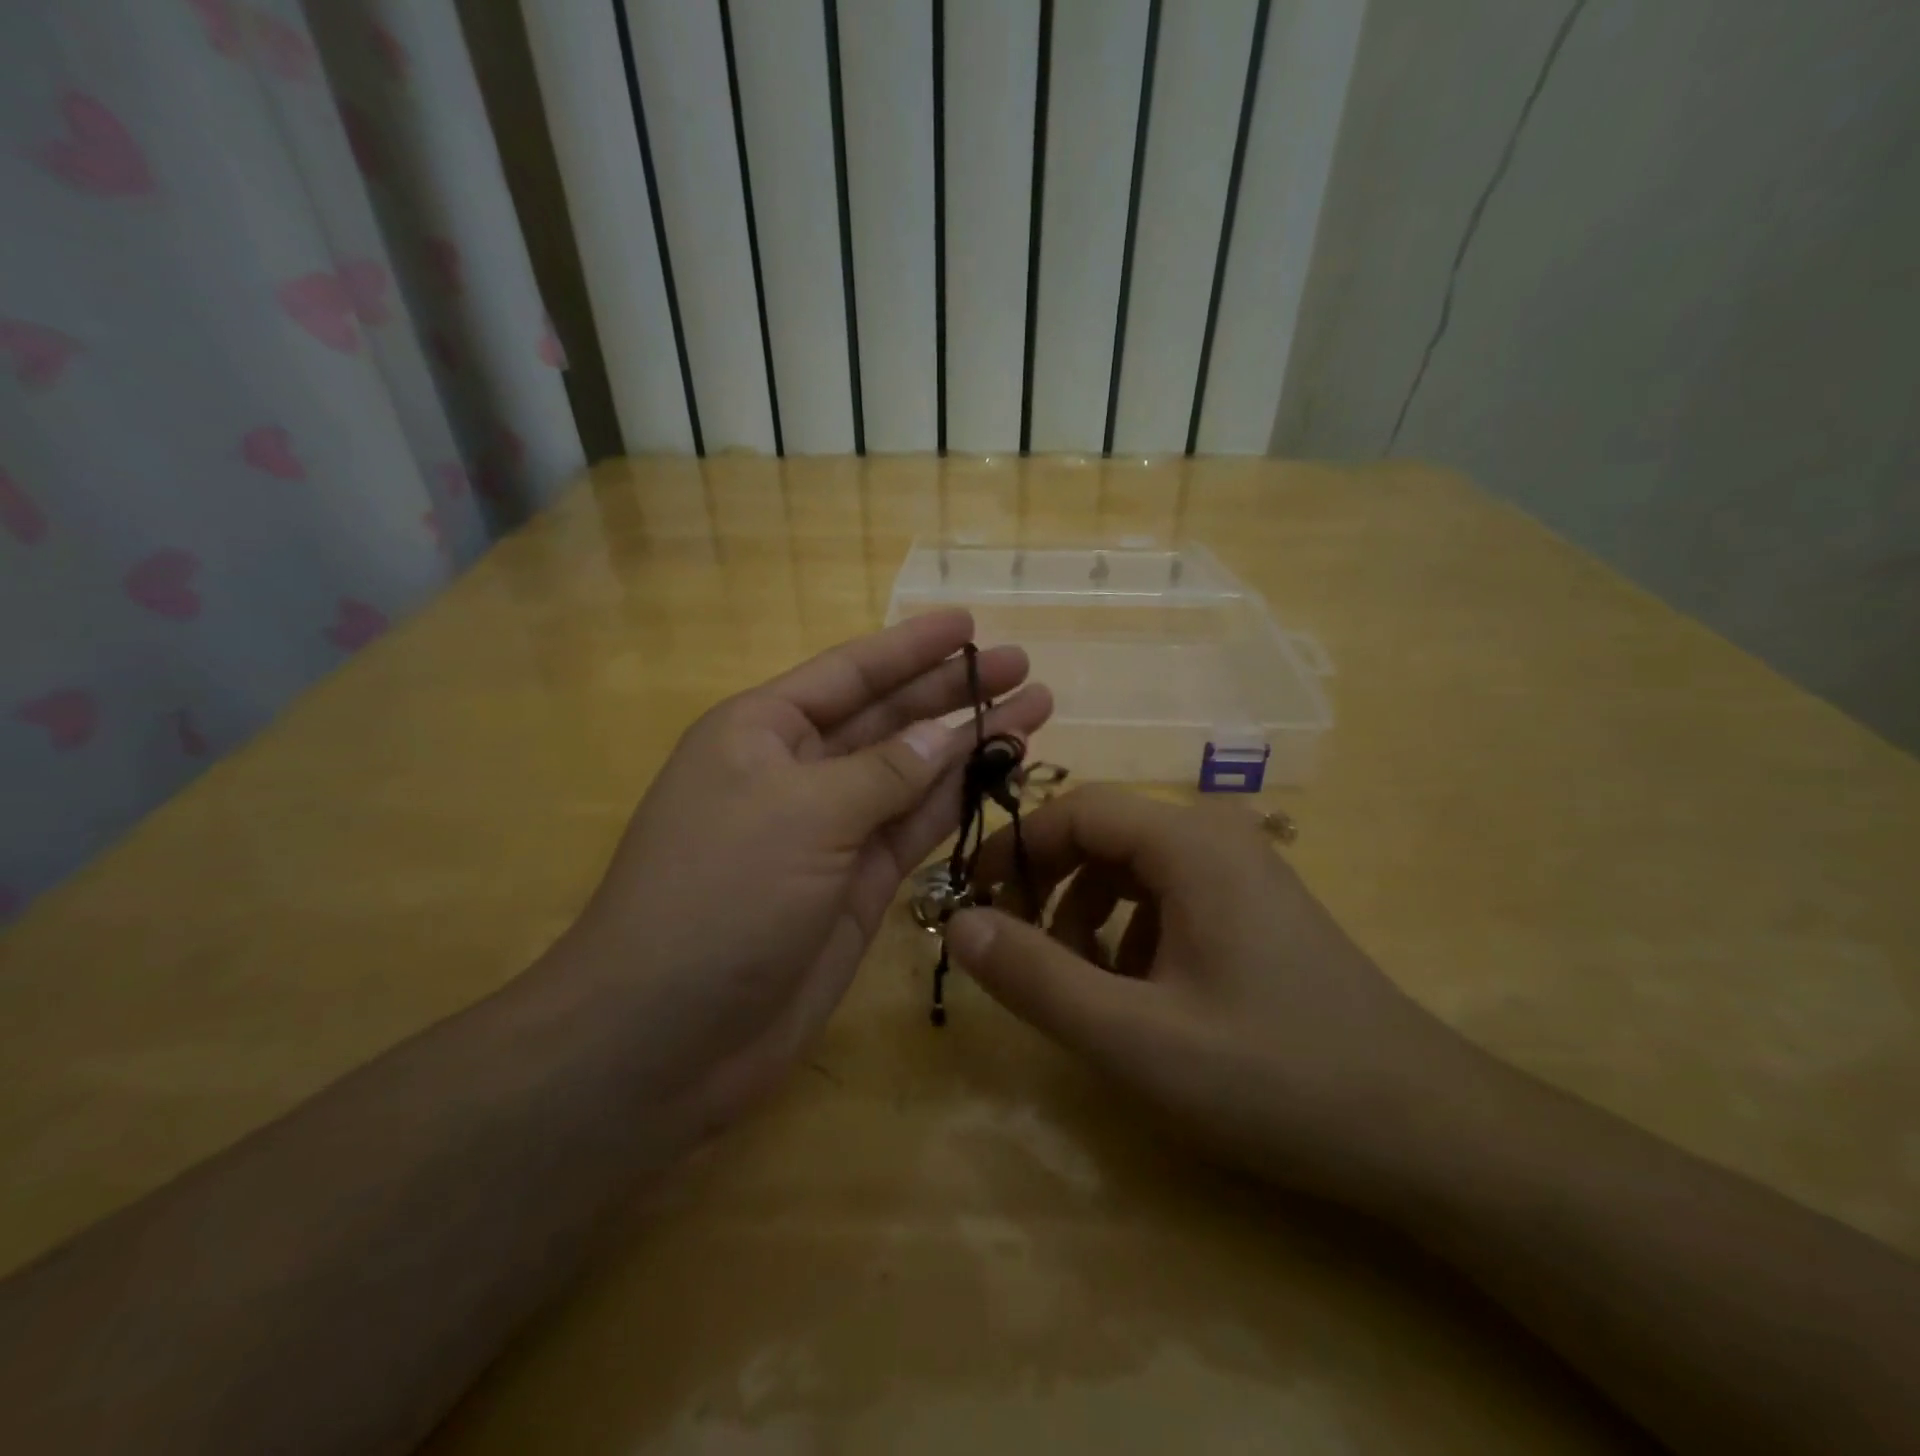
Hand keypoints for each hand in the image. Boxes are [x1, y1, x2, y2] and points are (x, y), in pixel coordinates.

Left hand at [548, 610, 1050, 1151]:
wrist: (668, 1037)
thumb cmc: (720, 896)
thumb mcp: (802, 813)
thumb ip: (884, 772)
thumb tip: (945, 733)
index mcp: (763, 732)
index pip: (850, 672)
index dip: (911, 646)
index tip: (970, 623)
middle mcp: (798, 772)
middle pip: (889, 718)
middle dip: (953, 691)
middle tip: (1023, 665)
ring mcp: (831, 832)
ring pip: (912, 773)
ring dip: (968, 743)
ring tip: (1034, 711)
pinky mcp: (858, 886)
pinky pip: (915, 829)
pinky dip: (957, 801)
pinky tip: (1000, 772)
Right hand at [946, 786, 1465, 1195]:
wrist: (1426, 1131)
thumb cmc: (1274, 1076)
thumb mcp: (1134, 1037)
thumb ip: (1036, 977)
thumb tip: (958, 923)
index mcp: (1189, 842)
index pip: (1074, 808)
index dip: (1015, 849)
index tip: (973, 901)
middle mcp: (1216, 837)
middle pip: (1102, 836)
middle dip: (1048, 888)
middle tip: (1016, 952)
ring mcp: (1242, 872)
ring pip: (1131, 871)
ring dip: (1086, 918)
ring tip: (1080, 988)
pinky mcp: (1254, 909)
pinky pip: (1166, 899)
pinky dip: (1129, 935)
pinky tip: (1138, 998)